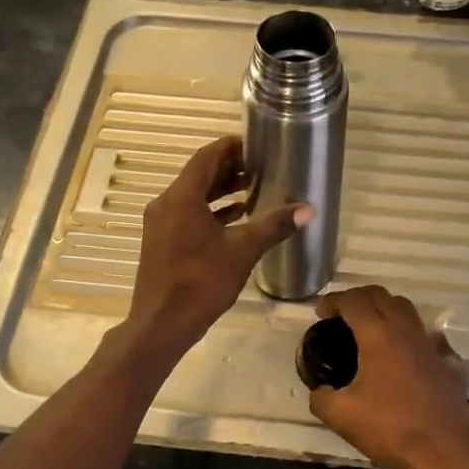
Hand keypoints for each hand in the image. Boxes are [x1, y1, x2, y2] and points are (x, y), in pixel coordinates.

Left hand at [125, 136, 307, 360]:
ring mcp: (161, 224)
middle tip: (261, 167)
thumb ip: (273, 226)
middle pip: (199, 175)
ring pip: (193, 196)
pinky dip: (210, 212)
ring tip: (254, 190)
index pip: (207, 156)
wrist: (161, 324)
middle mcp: (166, 203)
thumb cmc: (201, 282)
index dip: (232, 147)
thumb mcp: (242, 251)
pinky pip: (188, 215)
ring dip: (221, 191)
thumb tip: (307, 209)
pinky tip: (235, 220)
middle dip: (230, 169)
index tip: (257, 145)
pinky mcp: (161, 242)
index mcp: (182, 197)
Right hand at [307, 286, 468, 468]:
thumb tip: (320, 392)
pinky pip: (419, 333)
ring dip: (383, 309)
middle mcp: (405, 331)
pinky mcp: (443, 362)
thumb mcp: (342, 416)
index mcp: (378, 336)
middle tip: (341, 314)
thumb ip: (322, 399)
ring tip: (367, 329)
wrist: (446, 450)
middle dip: (358, 297)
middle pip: (381, 295)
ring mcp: (428, 345)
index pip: (353, 301)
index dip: (333, 301)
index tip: (320, 312)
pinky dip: (402, 332)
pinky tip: (395, 356)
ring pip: (405, 309)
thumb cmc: (392, 427)